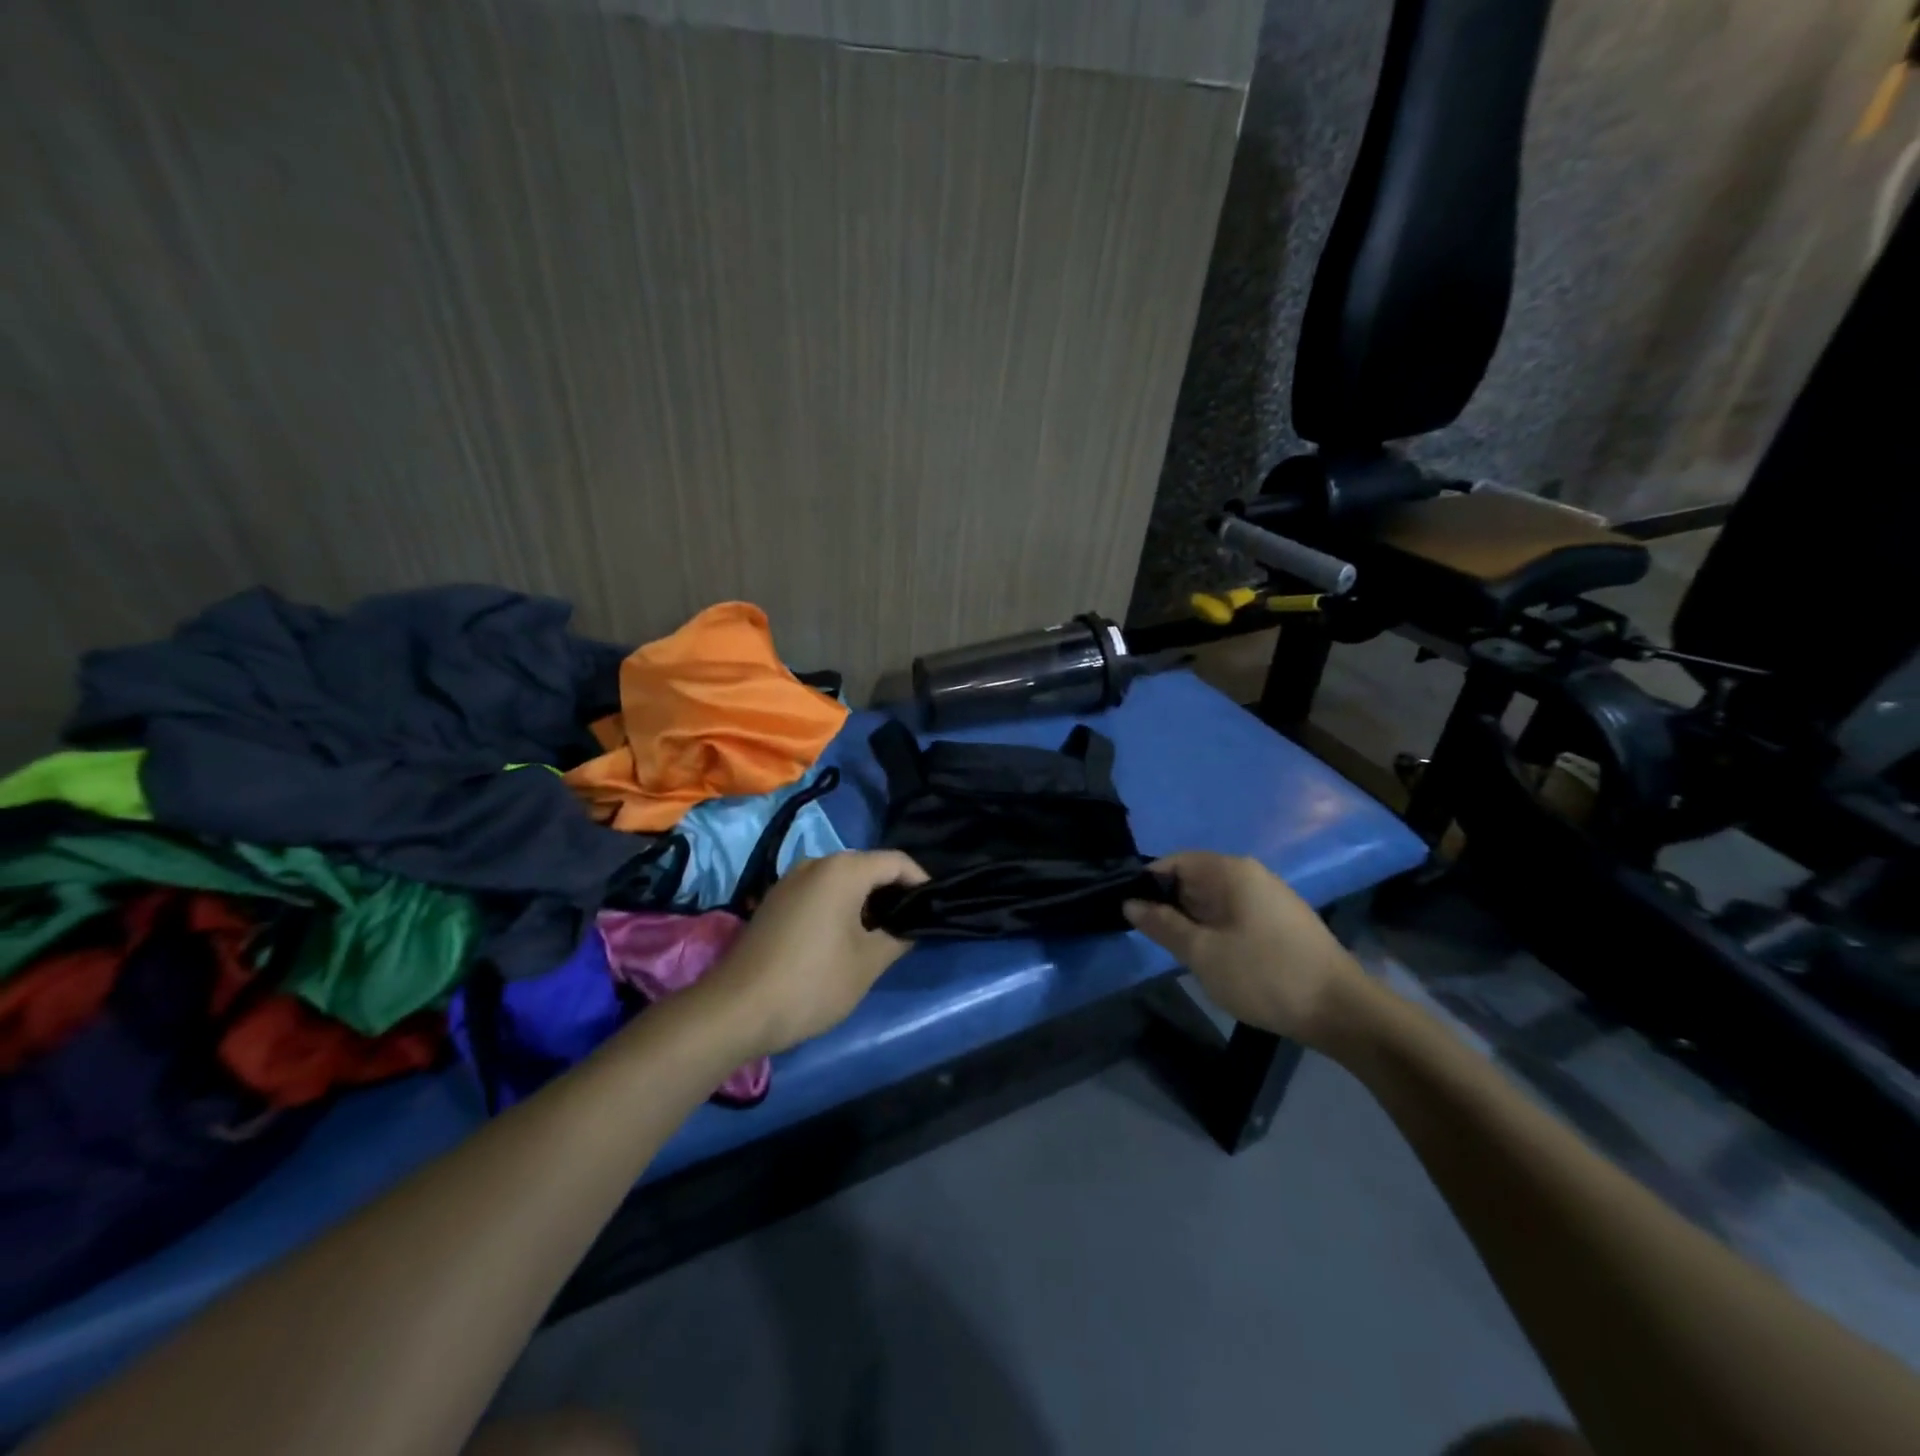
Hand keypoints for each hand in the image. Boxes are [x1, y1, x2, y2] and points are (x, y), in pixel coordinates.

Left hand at [702, 850, 926, 1057]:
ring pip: (842, 880)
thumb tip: (909, 926)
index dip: (921, 881)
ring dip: (865, 901)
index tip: (934, 908)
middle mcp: (816, 863)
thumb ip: (898, 937)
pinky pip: (819, 892)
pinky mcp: (774, 901)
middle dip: (892, 892)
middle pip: (868, 867)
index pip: (896, 861)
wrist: (736, 1009)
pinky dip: (839, 907)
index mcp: (843, 869)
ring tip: (881, 935)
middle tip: (910, 925)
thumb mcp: (868, 963)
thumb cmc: (812, 982)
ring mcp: (790, 880)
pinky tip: (843, 939)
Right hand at [1123, 851, 1368, 1047]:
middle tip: (1148, 937)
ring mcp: (1271, 898)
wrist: (1343, 1011)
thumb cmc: (1265, 975)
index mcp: (1231, 871)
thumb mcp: (1203, 953)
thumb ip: (1163, 925)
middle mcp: (1252, 875)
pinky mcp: (1282, 923)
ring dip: (1192, 921)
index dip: (1147, 884)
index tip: (1129, 912)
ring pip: (1215, 900)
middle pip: (1195, 879)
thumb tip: (1130, 903)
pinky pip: (1236, 915)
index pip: (1175, 862)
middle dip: (1169, 905)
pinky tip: (1212, 957)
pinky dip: (1216, 929)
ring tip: (1176, 950)